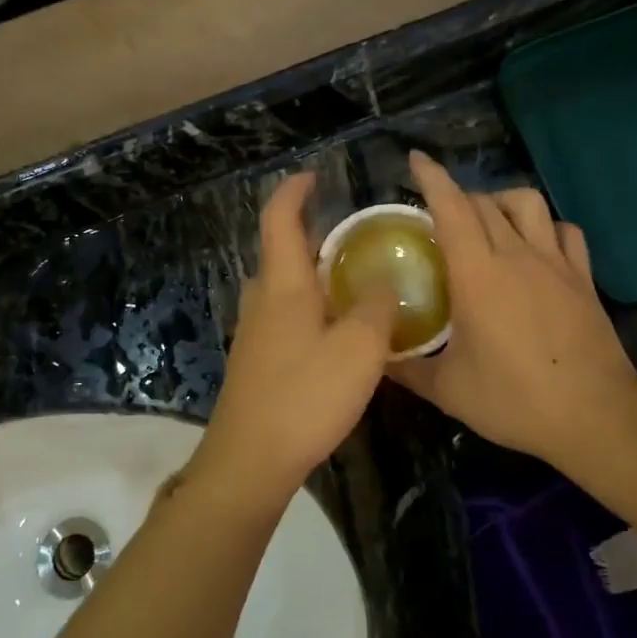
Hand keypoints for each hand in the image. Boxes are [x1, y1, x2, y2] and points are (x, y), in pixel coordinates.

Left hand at [198, 173, 398, 500]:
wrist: (250, 461)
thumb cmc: (305, 396)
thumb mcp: (358, 348)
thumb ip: (377, 307)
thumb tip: (386, 279)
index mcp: (284, 286)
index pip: (280, 220)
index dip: (294, 192)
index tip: (314, 176)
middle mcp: (263, 301)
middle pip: (284, 254)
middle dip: (316, 238)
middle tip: (359, 240)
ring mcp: (255, 333)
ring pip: (287, 289)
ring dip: (316, 277)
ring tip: (358, 284)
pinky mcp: (258, 362)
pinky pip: (287, 318)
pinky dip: (313, 308)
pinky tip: (340, 333)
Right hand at [390, 152, 636, 465]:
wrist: (595, 415)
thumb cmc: (515, 400)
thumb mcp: (448, 391)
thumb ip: (406, 369)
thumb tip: (375, 357)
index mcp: (477, 274)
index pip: (451, 208)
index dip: (432, 178)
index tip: (416, 159)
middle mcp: (516, 255)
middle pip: (484, 202)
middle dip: (458, 196)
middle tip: (439, 217)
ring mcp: (555, 263)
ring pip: (528, 203)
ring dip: (502, 201)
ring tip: (488, 222)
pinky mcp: (583, 277)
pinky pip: (565, 231)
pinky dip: (546, 227)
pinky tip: (537, 246)